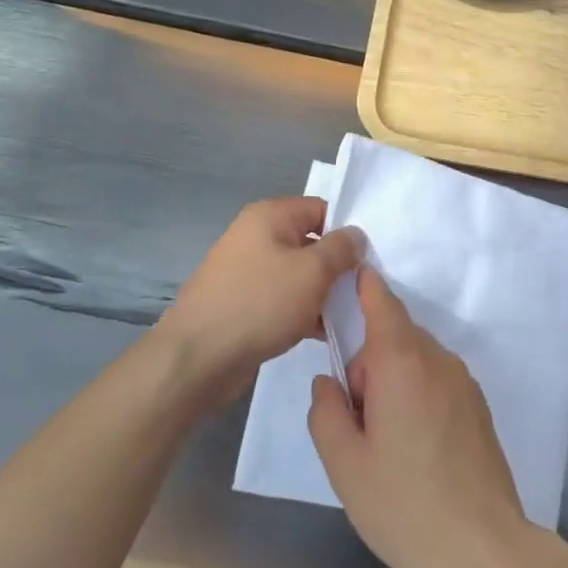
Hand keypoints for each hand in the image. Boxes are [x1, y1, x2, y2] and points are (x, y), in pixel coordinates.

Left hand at [158, 198, 363, 408]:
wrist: (197, 358)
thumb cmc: (260, 304)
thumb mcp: (312, 271)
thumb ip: (341, 249)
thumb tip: (356, 236)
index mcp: (269, 216)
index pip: (322, 209)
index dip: (347, 231)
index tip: (369, 259)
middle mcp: (256, 237)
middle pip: (311, 242)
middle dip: (338, 266)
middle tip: (364, 290)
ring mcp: (248, 272)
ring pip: (299, 275)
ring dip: (323, 293)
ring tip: (349, 316)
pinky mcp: (244, 303)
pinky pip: (283, 299)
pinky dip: (303, 312)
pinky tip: (324, 333)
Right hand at [308, 268, 531, 567]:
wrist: (481, 549)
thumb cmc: (403, 504)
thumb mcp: (344, 463)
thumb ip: (326, 410)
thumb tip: (329, 382)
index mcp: (402, 362)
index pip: (381, 303)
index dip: (364, 285)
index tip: (348, 276)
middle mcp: (438, 360)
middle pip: (395, 336)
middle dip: (369, 362)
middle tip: (358, 420)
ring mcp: (464, 383)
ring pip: (416, 360)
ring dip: (394, 381)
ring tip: (387, 444)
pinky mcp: (478, 406)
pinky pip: (437, 380)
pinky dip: (417, 394)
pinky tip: (416, 450)